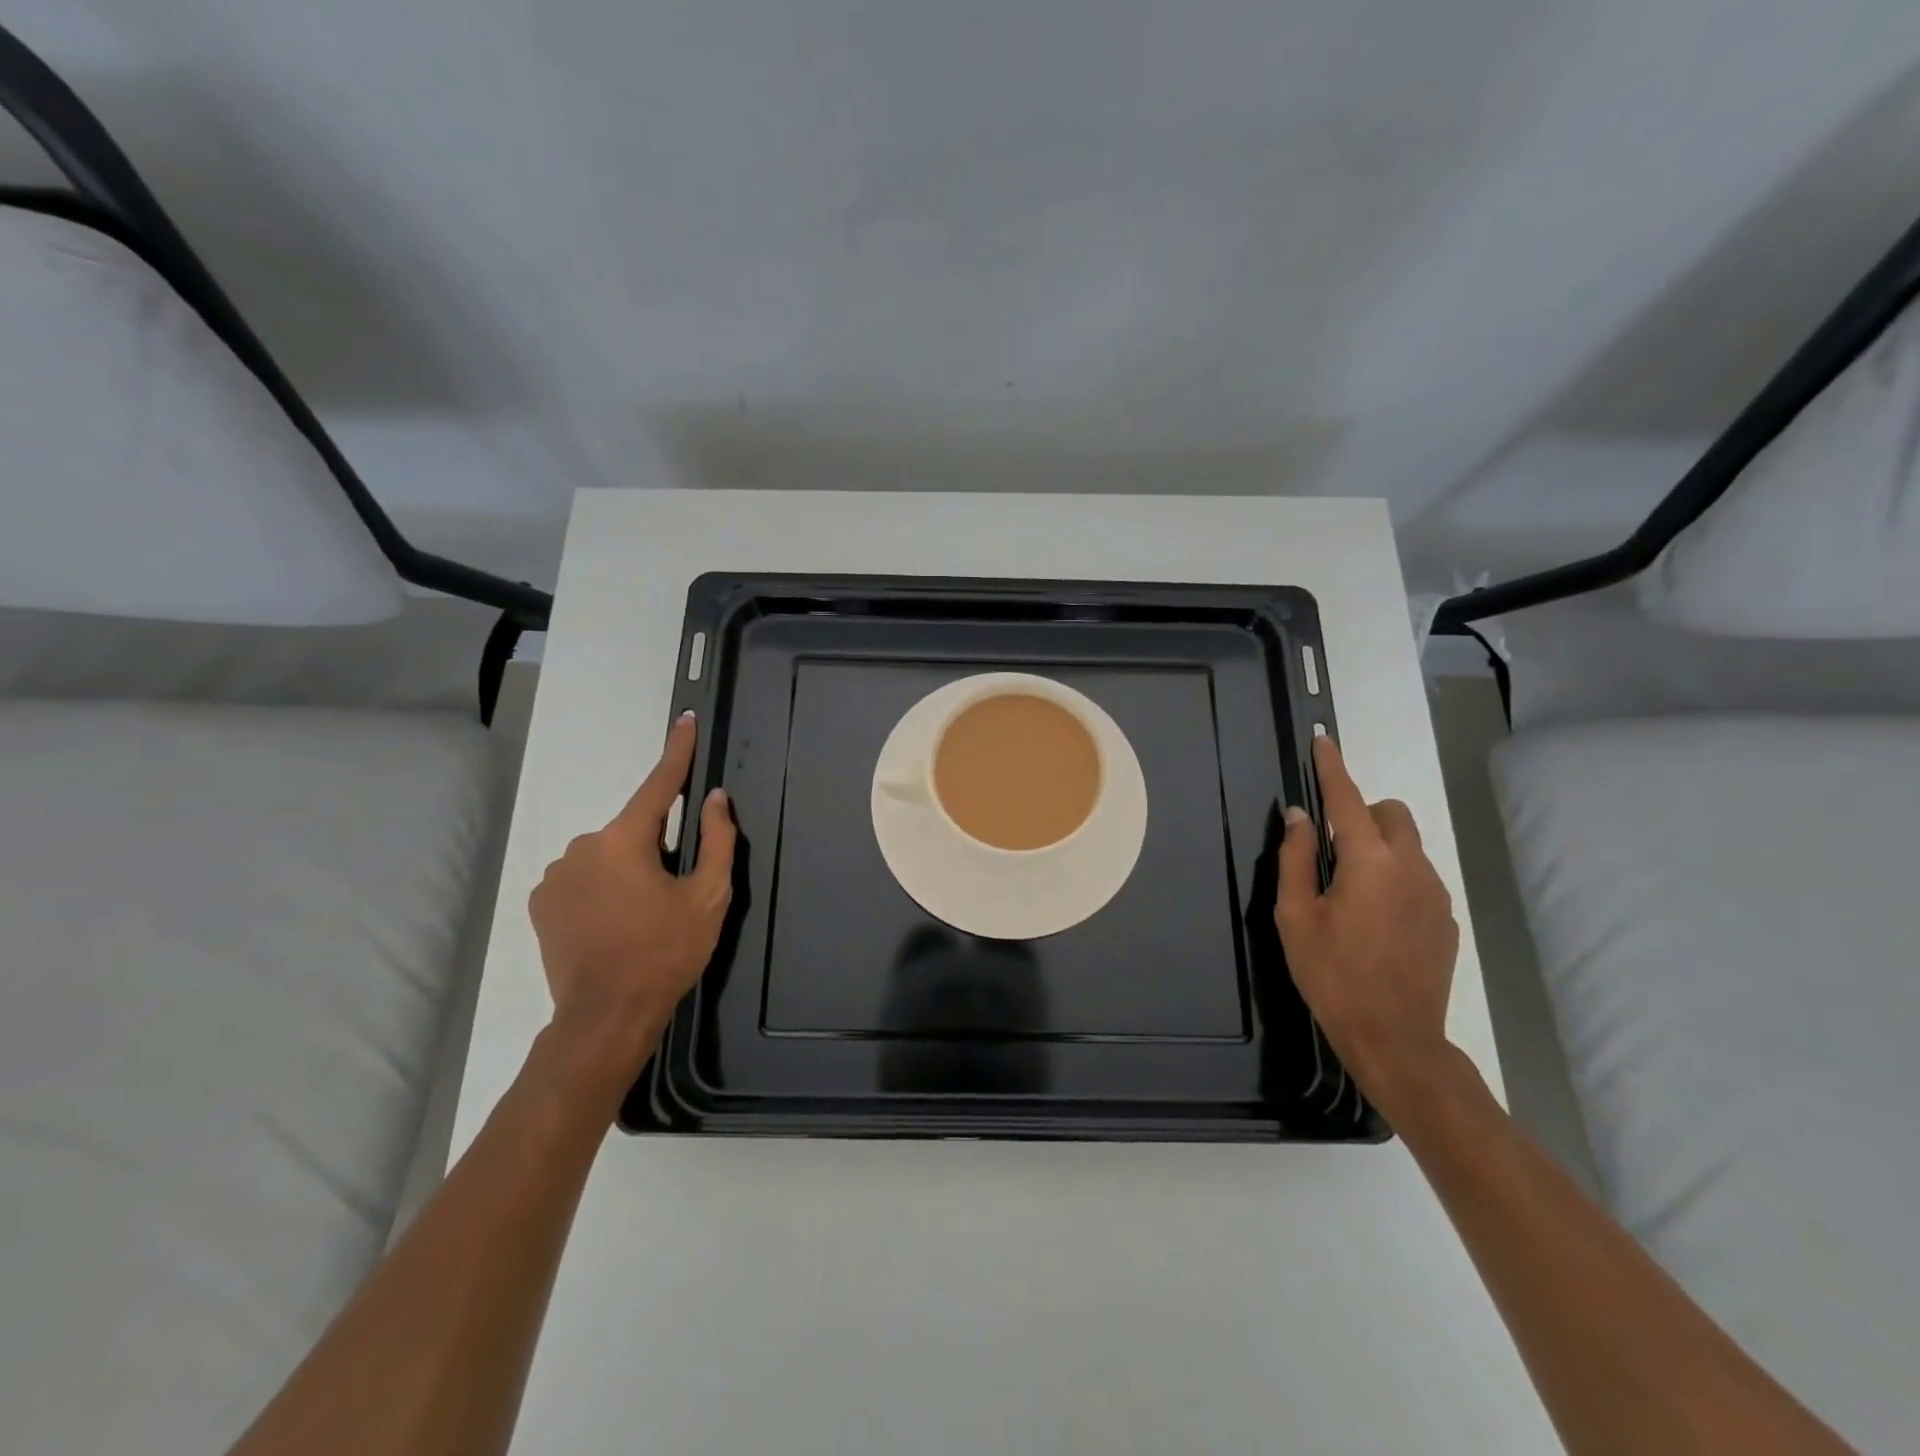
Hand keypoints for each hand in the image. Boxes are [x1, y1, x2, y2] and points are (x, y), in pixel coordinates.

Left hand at [529, 712, 735, 1093]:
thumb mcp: (708, 897)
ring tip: (640, 916)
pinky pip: (582, 877)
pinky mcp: (541, 900)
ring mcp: (556, 873)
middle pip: (634, 830)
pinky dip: (601, 888)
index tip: (685, 722)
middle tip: (672, 892)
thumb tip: (715, 799)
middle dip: (656, 847)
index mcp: (626, 840)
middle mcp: (583, 845)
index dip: (677, 751)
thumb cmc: (665, 953)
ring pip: (607, 855)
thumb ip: (717, 840)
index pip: (659, 784)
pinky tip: (612, 923)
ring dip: (627, 869)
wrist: (605, 1017)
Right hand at [1275, 735, 1458, 1102]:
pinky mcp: (1447, 918)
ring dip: (1378, 847)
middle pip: (1390, 814)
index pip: (1347, 799)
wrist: (1396, 1038)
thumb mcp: (1295, 916)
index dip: (1332, 767)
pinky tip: (1375, 920)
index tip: (1323, 740)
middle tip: (1330, 848)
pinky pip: (1419, 876)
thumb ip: (1296, 858)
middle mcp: (1410, 866)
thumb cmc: (1332, 975)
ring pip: (1407, 845)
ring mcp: (1436, 893)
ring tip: (1350, 892)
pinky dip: (1395, 877)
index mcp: (1368, 862)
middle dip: (1361, 814)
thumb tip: (1298, 816)